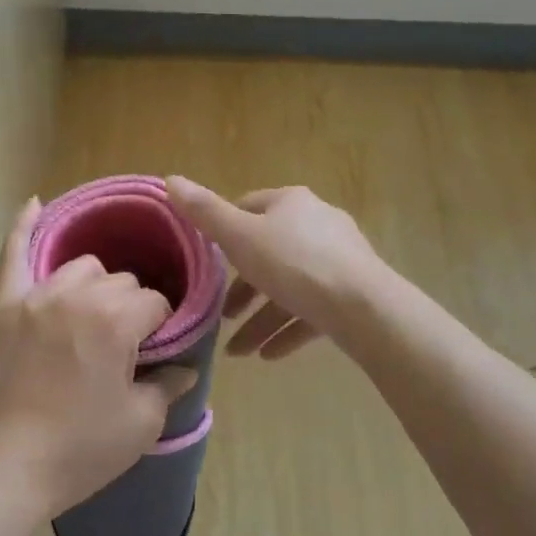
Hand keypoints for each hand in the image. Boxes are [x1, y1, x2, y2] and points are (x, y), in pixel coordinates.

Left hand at [0, 200, 199, 516]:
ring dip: (95, 283)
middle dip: (130, 307)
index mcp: (117, 320)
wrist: (7, 469)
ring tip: (92, 313)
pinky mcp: (6, 305)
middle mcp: (80, 295)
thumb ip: (168, 385)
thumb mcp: (140, 424)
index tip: (154, 352)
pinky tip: (35, 204)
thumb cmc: (80, 449)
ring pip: (82, 267)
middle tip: (123, 345)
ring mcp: (38, 296)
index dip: (160, 327)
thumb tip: (187, 366)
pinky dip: (23, 227)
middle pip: (120, 282)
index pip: (154, 303)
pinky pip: (14, 254)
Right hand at [165, 178, 388, 359]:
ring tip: (239, 352)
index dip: (225, 232)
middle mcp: (316, 223)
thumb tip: (170, 179)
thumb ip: (204, 213)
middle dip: (243, 288)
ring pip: (289, 287)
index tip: (209, 263)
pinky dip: (288, 329)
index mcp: (290, 202)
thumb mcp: (240, 237)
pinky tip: (268, 356)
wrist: (365, 308)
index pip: (249, 207)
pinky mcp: (352, 293)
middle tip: (222, 316)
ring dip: (262, 318)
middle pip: (268, 252)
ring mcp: (338, 259)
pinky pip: (312, 310)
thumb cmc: (295, 264)